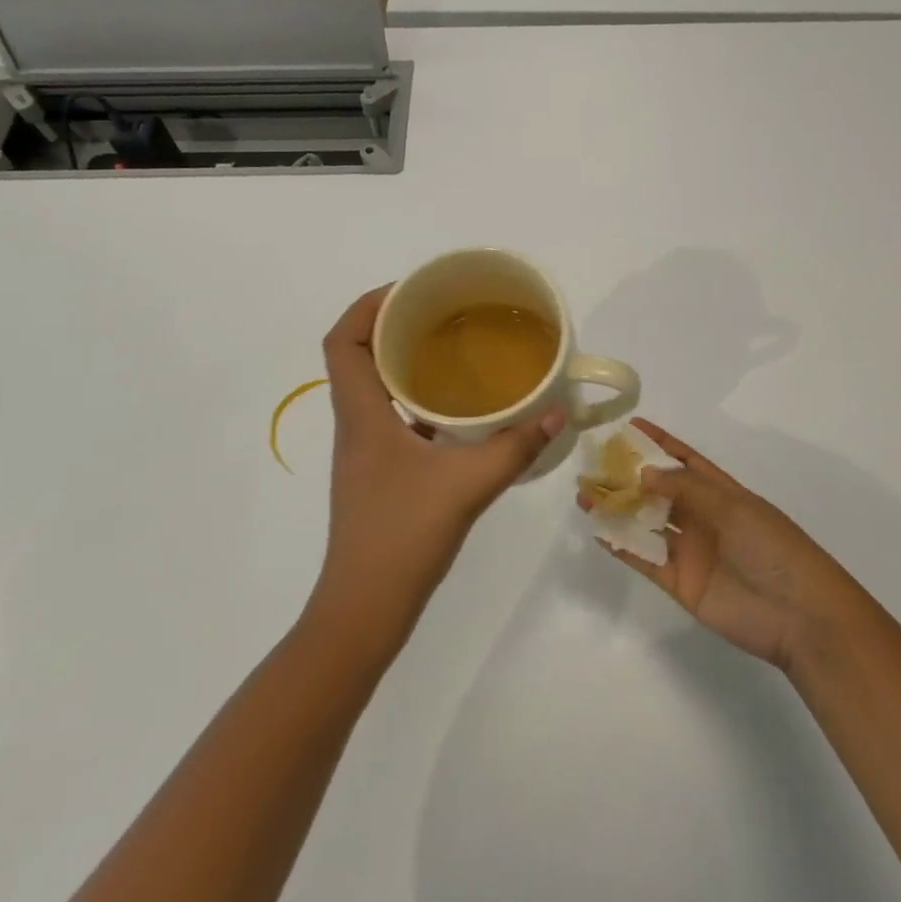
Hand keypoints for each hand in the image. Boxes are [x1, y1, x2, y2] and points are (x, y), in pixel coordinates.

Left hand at [310, 287, 564, 651]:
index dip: (367, 306)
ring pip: (375, 389)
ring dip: (405, 364)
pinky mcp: (379, 474)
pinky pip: (393, 419)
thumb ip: (515, 447)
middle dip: (394, 327)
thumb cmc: (402, 537)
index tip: (411, 292)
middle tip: (444, 315)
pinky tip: (459, 413)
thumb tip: (559, 413)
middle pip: (358, 357)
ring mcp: (365, 452)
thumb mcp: (467, 485)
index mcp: (361, 414)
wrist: (365, 609)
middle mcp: (355, 425)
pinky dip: (418, 403)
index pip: (342, 341)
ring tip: (454, 352)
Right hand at [580, 419, 861, 671]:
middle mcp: (703, 518)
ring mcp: (690, 551)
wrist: (798, 615)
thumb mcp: (732, 507)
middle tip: (593, 465)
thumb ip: (685, 489)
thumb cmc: (772, 548)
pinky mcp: (680, 582)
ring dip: (618, 509)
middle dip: (628, 477)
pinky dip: (622, 545)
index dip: (660, 443)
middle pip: (659, 491)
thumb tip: (642, 473)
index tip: (630, 426)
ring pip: (646, 522)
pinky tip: (599, 531)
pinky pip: (645, 559)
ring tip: (585, 496)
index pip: (685, 461)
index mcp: (722, 493)